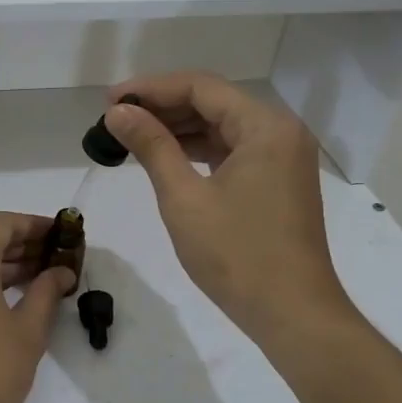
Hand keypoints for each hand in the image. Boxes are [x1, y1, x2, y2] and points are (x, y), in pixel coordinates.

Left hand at [0, 212, 75, 402]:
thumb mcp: (28, 331)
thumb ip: (46, 291)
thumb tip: (61, 272)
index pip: (2, 224)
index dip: (32, 225)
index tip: (58, 234)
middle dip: (20, 246)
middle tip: (53, 259)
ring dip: (0, 266)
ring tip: (36, 279)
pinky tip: (6, 299)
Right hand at [104, 73, 358, 344]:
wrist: (292, 315)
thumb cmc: (236, 255)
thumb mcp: (184, 198)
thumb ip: (151, 146)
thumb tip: (118, 112)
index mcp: (265, 126)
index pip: (201, 87)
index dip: (151, 89)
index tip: (109, 101)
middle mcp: (280, 131)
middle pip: (213, 102)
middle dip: (162, 107)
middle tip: (115, 119)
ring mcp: (282, 157)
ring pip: (221, 126)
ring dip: (178, 128)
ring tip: (131, 136)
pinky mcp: (278, 180)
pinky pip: (233, 150)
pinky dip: (198, 150)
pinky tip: (165, 156)